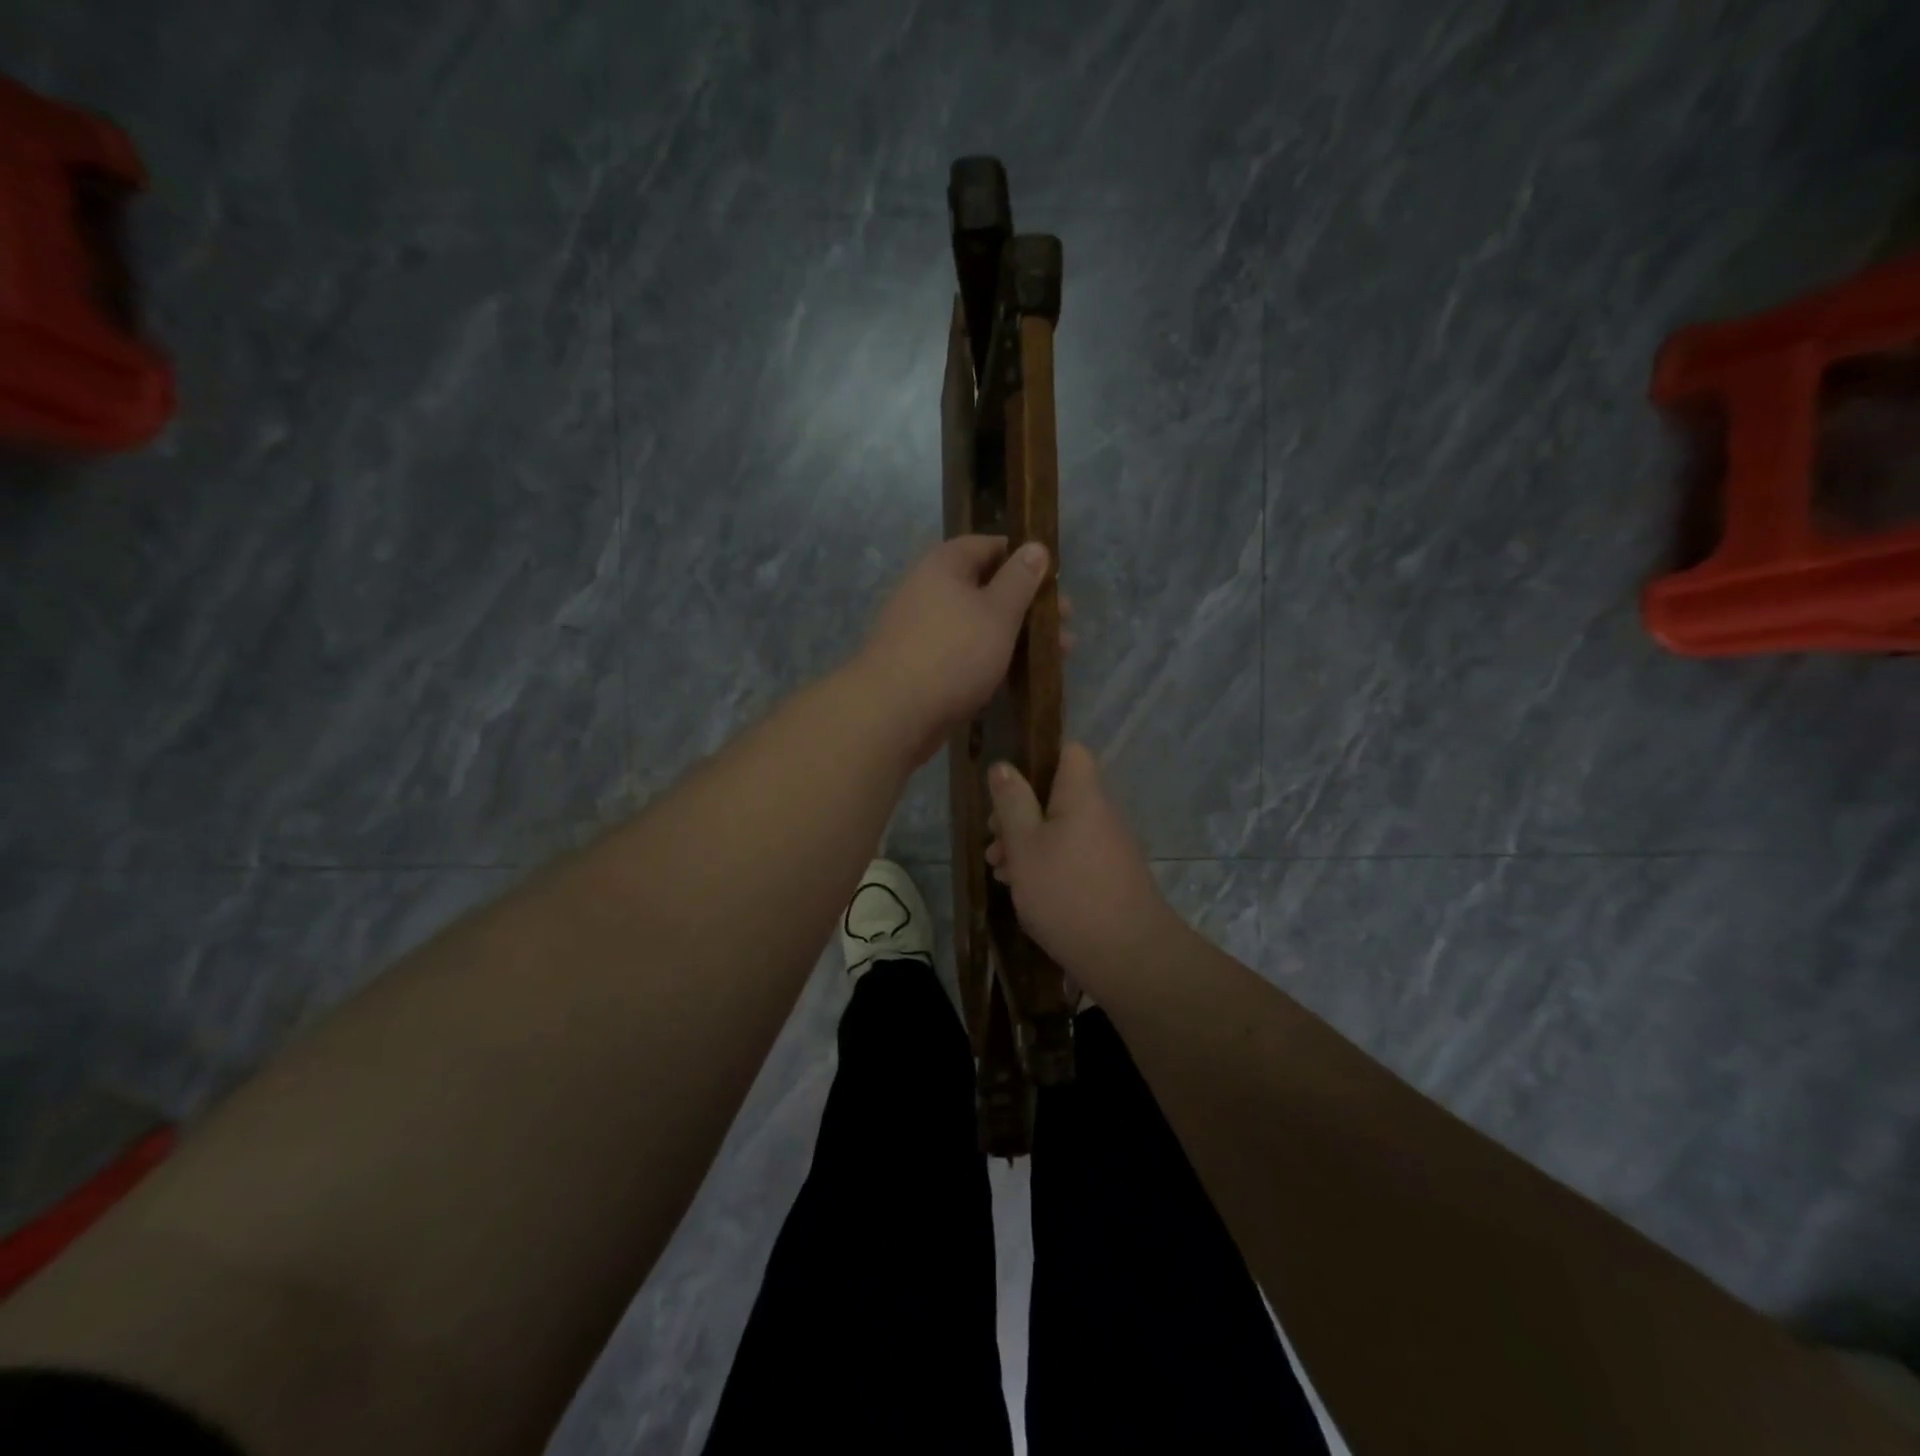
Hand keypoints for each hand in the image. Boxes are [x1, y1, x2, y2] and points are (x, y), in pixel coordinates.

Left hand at [856, 535, 1051, 762]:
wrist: (893, 713)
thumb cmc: (953, 653)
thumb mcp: (997, 612)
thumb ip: (1020, 580)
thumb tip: (1035, 546)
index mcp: (944, 565)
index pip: (988, 546)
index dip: (1023, 557)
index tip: (1055, 578)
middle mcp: (928, 591)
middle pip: (986, 587)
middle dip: (1027, 604)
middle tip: (1065, 622)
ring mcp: (923, 630)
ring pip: (978, 624)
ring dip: (1016, 635)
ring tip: (1057, 654)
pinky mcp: (923, 666)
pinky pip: (965, 653)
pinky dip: (993, 658)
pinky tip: (1019, 675)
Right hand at [985, 743, 1173, 982]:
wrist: (1128, 956)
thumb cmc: (1067, 893)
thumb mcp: (1024, 845)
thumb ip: (1011, 803)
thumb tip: (1003, 766)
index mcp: (1082, 796)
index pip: (1070, 751)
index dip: (1038, 757)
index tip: (1007, 784)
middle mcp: (1099, 814)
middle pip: (1057, 794)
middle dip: (1019, 812)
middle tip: (993, 840)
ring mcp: (1107, 847)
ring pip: (1059, 828)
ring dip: (1027, 843)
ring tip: (999, 870)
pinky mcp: (1108, 877)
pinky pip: (1071, 855)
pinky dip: (1046, 864)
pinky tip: (1023, 890)